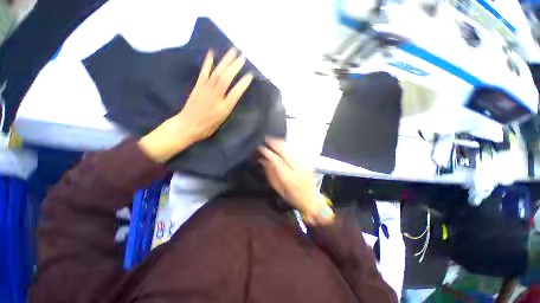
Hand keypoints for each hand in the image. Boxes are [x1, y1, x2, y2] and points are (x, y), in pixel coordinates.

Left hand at [138, 48, 252, 162]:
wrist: (188, 125)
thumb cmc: (208, 126)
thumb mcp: (222, 120)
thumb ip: (229, 106)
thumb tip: (236, 95)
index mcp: (224, 107)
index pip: (236, 92)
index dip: (243, 83)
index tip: (250, 75)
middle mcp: (216, 96)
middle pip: (226, 78)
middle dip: (235, 67)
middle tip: (242, 56)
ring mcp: (206, 89)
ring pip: (217, 73)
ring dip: (225, 61)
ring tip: (232, 51)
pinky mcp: (198, 86)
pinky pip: (204, 72)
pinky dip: (208, 63)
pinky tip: (212, 54)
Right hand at [259, 138, 334, 225]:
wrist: (311, 199)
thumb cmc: (292, 196)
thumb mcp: (278, 189)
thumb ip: (270, 173)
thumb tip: (262, 160)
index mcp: (287, 178)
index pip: (275, 160)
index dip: (267, 152)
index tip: (261, 148)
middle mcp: (296, 169)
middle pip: (284, 151)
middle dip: (274, 143)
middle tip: (266, 140)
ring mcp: (303, 164)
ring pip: (290, 148)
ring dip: (281, 142)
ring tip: (273, 140)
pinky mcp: (307, 161)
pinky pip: (296, 150)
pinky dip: (288, 145)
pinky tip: (283, 143)